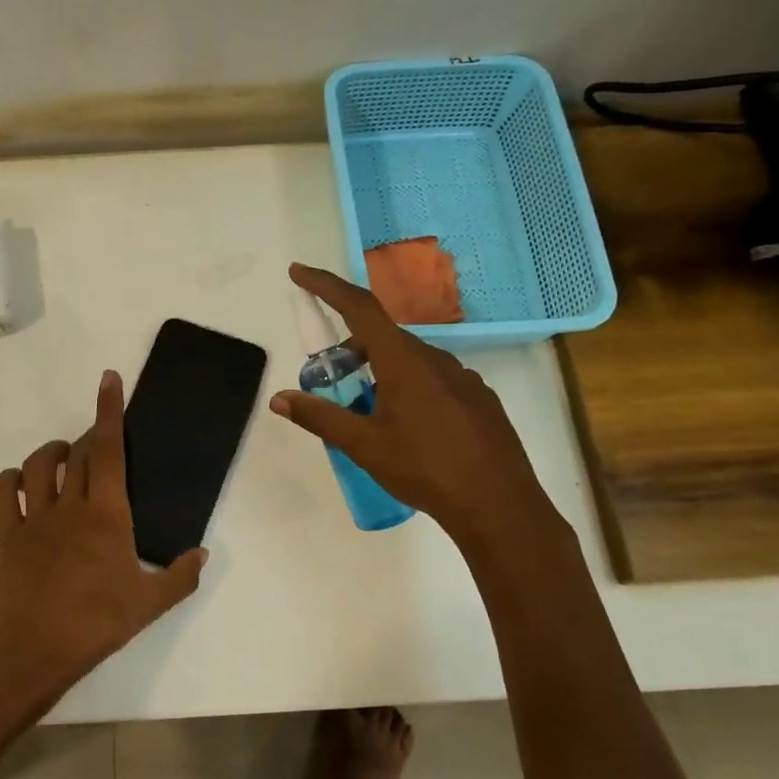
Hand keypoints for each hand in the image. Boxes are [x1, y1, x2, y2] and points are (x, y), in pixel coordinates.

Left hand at [0, 369, 207, 708]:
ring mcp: (34, 518)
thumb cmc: (96, 624)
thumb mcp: (150, 605)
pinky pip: (3, 493)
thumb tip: (202, 553)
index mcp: (107, 514)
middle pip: (80, 452)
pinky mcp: (8, 535)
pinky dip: (11, 479)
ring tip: (68, 457)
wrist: (34, 651)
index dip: (109, 411)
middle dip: (92, 434)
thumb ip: (181, 576)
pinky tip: (24, 484)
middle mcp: (69, 505)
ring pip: (39, 465)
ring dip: (55, 452)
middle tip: (104, 439)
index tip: (108, 379)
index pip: (109, 449)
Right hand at [270, 263, 561, 545]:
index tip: (299, 273)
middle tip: (331, 379)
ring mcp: (463, 378)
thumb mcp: (364, 445)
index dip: (326, 286)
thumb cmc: (425, 469)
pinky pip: (434, 380)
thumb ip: (320, 417)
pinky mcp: (479, 399)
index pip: (359, 308)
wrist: (498, 505)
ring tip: (368, 412)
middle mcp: (435, 358)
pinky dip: (409, 388)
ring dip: (381, 372)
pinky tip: (410, 428)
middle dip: (351, 349)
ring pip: (410, 361)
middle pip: (383, 337)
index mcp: (404, 361)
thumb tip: (280, 399)